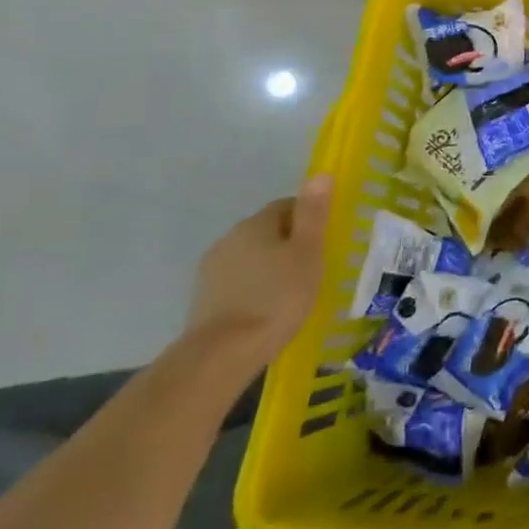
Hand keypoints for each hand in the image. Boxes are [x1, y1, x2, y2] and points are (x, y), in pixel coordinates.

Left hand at [185, 175, 332, 371]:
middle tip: (312, 268)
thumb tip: (320, 173)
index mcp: (256, 223)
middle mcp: (229, 238)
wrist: (222, 355)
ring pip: (251, 257)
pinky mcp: (204, 299)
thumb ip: (313, 213)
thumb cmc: (277, 298)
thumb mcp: (308, 252)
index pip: (287, 206)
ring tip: (291, 293)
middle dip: (289, 244)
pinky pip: (238, 282)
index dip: (309, 219)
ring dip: (269, 267)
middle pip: (267, 231)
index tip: (325, 242)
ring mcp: (212, 270)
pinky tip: (267, 311)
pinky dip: (253, 289)